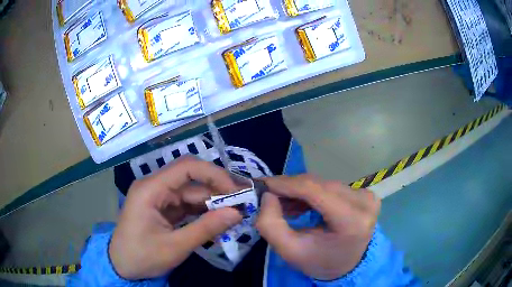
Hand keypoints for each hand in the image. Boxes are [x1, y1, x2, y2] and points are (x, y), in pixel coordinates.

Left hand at [109, 156, 242, 279]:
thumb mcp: (174, 247)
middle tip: (242, 205)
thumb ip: (205, 229)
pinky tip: (218, 221)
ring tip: (235, 215)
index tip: (235, 192)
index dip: (213, 175)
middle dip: (217, 191)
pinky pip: (187, 205)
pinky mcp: (163, 209)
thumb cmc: (142, 256)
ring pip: (191, 193)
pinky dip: (203, 213)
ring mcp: (159, 198)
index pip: (186, 168)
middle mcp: (154, 187)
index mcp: (150, 189)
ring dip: (212, 204)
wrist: (121, 267)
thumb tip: (237, 213)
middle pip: (191, 180)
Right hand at [256, 175, 379, 280]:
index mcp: (352, 221)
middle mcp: (364, 202)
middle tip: (267, 195)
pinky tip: (299, 204)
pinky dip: (311, 192)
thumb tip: (267, 195)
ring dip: (299, 190)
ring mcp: (366, 195)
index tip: (262, 183)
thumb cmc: (320, 261)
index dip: (286, 184)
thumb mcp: (290, 252)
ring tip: (282, 204)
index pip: (315, 191)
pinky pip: (331, 186)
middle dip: (289, 187)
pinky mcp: (364, 193)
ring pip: (323, 183)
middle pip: (318, 185)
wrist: (347, 265)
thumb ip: (271, 225)